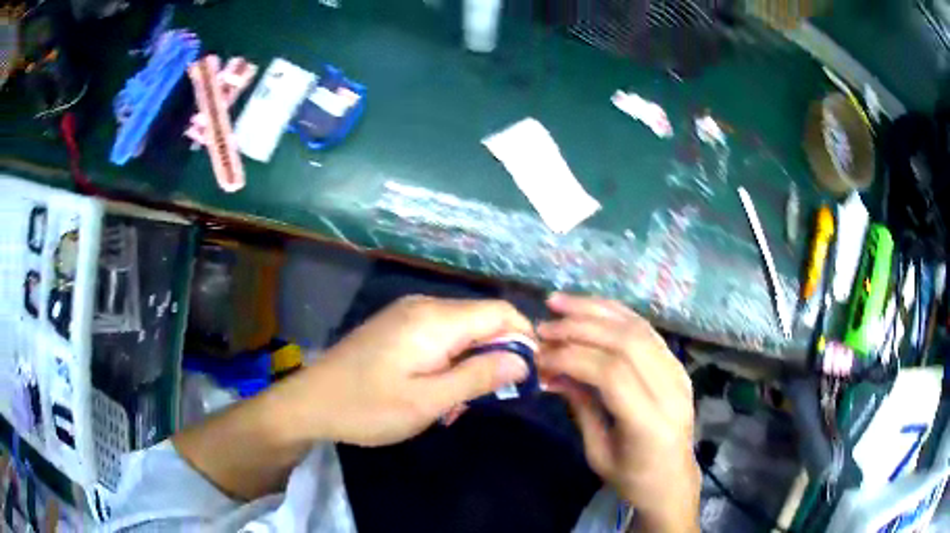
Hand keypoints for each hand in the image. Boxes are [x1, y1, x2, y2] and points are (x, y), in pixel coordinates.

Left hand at [297, 296, 532, 446]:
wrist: (311, 402)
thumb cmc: (369, 407)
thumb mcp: (428, 401)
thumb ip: (478, 377)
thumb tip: (523, 360)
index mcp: (435, 319)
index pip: (500, 312)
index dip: (523, 338)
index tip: (530, 373)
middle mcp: (424, 305)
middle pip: (481, 320)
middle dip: (494, 357)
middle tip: (486, 399)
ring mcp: (407, 313)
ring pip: (461, 331)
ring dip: (469, 364)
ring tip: (453, 404)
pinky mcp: (396, 326)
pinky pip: (438, 336)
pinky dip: (448, 362)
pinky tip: (434, 391)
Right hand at [537, 293, 699, 532]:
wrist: (673, 481)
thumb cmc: (632, 478)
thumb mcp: (598, 453)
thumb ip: (580, 406)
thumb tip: (552, 370)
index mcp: (650, 423)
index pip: (612, 374)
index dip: (573, 357)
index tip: (540, 356)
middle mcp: (671, 390)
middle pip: (627, 342)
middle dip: (581, 327)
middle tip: (544, 325)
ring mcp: (678, 373)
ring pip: (638, 328)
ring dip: (597, 311)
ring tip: (561, 302)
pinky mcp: (677, 365)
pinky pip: (646, 330)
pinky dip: (616, 315)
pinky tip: (591, 309)